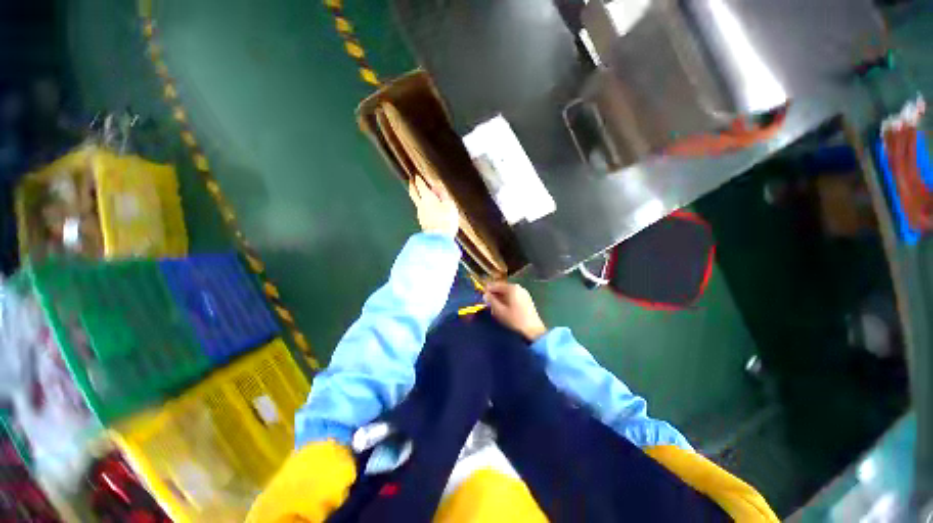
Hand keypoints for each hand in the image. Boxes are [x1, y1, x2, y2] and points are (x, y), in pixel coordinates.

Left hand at [408, 176, 459, 237]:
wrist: (439, 238)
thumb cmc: (446, 220)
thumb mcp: (449, 205)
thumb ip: (442, 195)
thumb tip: (436, 188)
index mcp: (427, 197)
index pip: (420, 185)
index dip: (419, 179)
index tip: (417, 176)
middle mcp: (421, 204)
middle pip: (413, 193)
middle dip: (412, 186)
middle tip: (411, 182)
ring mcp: (420, 214)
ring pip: (416, 202)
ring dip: (418, 197)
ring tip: (422, 195)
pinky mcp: (422, 222)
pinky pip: (421, 211)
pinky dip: (423, 207)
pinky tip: (428, 209)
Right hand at [484, 282, 547, 341]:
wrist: (533, 330)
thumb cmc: (514, 319)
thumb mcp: (499, 310)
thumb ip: (491, 301)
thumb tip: (485, 294)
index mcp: (512, 288)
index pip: (496, 285)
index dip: (488, 290)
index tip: (481, 294)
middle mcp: (518, 287)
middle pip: (503, 288)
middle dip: (494, 294)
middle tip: (487, 300)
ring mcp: (524, 293)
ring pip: (508, 293)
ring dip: (500, 297)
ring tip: (494, 305)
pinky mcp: (527, 299)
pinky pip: (514, 296)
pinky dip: (507, 299)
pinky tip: (504, 307)